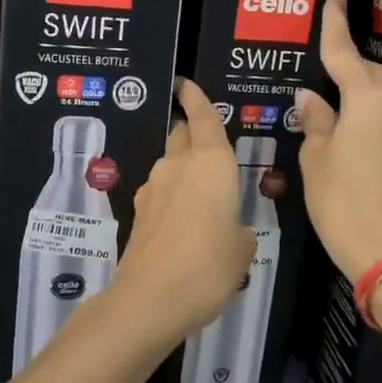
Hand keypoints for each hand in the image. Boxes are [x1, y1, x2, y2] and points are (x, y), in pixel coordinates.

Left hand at [112, 78, 256, 337]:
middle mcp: (178, 166)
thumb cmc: (208, 266)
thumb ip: (237, 229)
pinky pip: (161, 192)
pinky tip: (184, 222)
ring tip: (201, 192)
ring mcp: (153, 188)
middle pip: (182, 135)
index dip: (195, 97)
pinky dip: (172, 196)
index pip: (203, 117)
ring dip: (182, 168)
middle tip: (206, 139)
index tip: (185, 83)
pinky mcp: (139, 213)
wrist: (149, 299)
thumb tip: (227, 228)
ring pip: (170, 164)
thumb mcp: (242, 249)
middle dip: (191, 131)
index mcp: (210, 163)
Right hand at [296, 0, 381, 282]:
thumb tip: (311, 98)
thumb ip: (316, 122)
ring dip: (363, 90)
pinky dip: (374, 114)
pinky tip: (357, 130)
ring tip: (337, 98)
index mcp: (368, 100)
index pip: (346, 52)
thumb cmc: (342, 202)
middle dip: (350, 62)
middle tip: (326, 60)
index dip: (335, 24)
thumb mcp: (315, 160)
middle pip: (371, 72)